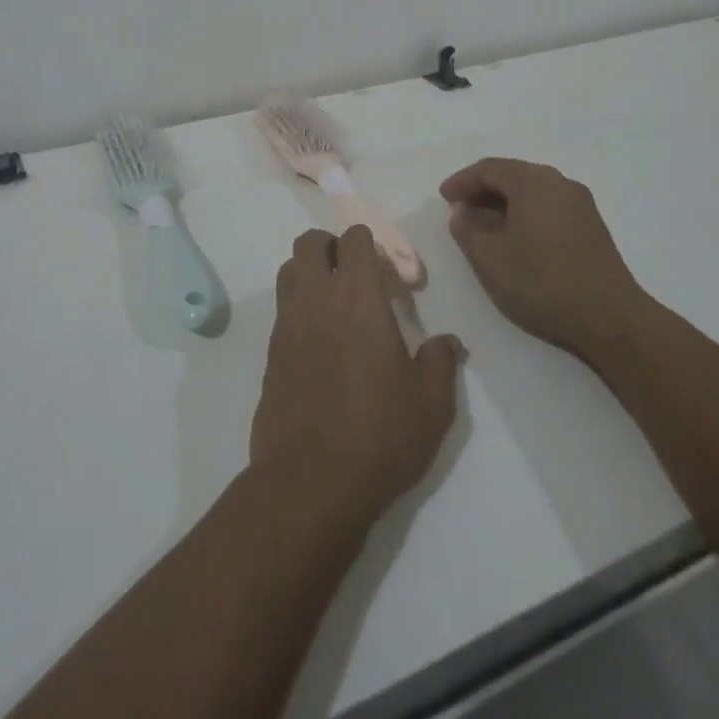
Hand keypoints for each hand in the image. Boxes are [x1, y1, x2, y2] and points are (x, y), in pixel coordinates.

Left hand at [251, 226, 464, 520]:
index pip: (354, 239)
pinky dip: (298, 307)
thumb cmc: (379, 434)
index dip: (371, 245)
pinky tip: (319, 342)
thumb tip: (448, 342)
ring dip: (309, 272)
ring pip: (289, 269)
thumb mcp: (431, 403)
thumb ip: (441, 361)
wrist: (312, 480)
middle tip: (356, 277)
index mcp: (357, 296)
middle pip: (310, 242)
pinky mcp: (270, 351)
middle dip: (332, 247)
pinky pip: (281, 308)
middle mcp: (316, 298)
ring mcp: (287, 323)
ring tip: (334, 303)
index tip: (390, 275)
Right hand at [439, 158, 645, 357]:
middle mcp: (558, 182)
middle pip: (512, 175)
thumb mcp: (489, 258)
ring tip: (483, 226)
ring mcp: (579, 204)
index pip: (488, 168)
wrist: (611, 319)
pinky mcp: (591, 226)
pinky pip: (548, 206)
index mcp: (532, 181)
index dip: (462, 181)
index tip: (443, 199)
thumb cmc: (542, 282)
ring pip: (531, 191)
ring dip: (503, 203)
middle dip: (482, 190)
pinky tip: (515, 238)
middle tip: (460, 210)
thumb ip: (467, 230)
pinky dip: (524, 213)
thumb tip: (463, 213)